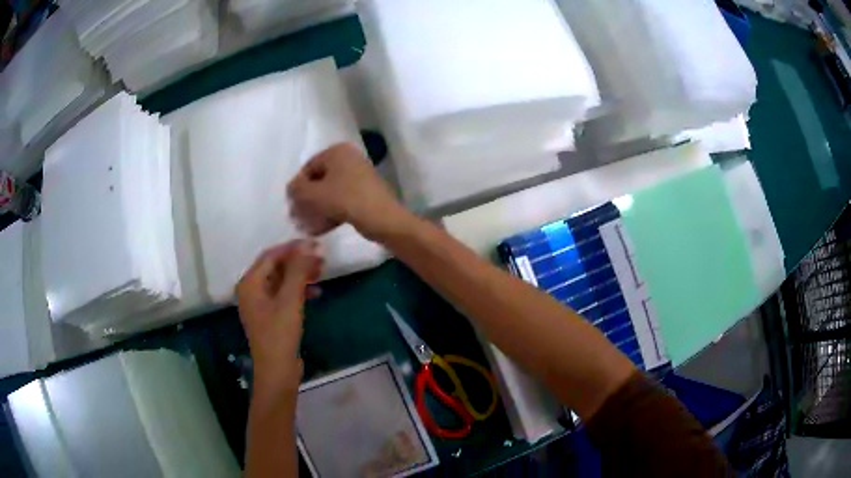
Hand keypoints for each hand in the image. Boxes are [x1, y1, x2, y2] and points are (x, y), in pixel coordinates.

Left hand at [236, 240, 321, 393]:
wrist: (277, 371)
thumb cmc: (280, 334)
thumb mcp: (290, 300)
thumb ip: (298, 271)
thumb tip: (308, 245)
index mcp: (250, 283)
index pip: (271, 256)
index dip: (293, 248)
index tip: (315, 244)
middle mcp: (251, 290)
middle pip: (276, 267)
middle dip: (298, 262)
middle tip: (322, 259)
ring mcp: (260, 304)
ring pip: (281, 281)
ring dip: (300, 275)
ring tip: (322, 272)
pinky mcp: (270, 316)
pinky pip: (284, 295)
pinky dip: (298, 291)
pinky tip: (315, 293)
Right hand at [288, 143, 411, 240]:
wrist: (382, 218)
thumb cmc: (344, 200)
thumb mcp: (313, 194)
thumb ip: (296, 189)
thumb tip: (291, 188)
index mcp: (337, 151)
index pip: (308, 168)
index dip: (298, 188)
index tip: (292, 206)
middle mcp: (349, 158)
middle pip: (319, 181)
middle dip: (307, 201)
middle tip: (297, 218)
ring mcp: (359, 175)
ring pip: (330, 193)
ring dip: (316, 209)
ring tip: (307, 226)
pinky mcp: (365, 193)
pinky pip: (342, 200)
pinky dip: (330, 212)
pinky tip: (320, 229)